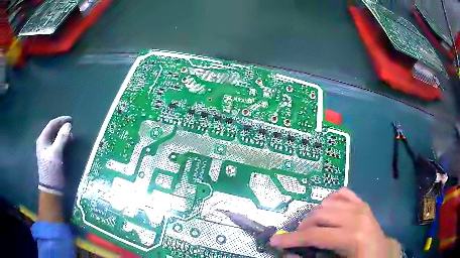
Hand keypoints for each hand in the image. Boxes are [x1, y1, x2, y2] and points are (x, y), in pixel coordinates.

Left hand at [36, 116, 71, 195]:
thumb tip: (68, 125)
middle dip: (62, 127)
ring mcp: (47, 150)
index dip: (61, 120)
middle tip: (72, 126)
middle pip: (53, 130)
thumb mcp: (56, 153)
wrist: (51, 189)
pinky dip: (63, 142)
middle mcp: (44, 143)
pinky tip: (68, 143)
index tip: (71, 120)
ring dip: (63, 134)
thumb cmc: (52, 170)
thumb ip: (61, 138)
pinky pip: (57, 144)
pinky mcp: (51, 157)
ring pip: (55, 137)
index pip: (51, 125)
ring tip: (71, 135)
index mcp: (42, 140)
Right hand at [270, 188, 401, 257]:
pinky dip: (331, 201)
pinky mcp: (363, 203)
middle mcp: (357, 216)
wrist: (381, 254)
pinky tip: (329, 213)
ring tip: (313, 228)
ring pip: (328, 201)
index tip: (275, 241)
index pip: (315, 235)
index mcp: (352, 236)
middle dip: (302, 227)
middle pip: (319, 214)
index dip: (292, 239)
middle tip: (297, 238)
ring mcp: (361, 206)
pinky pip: (342, 194)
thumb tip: (288, 254)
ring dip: (315, 215)